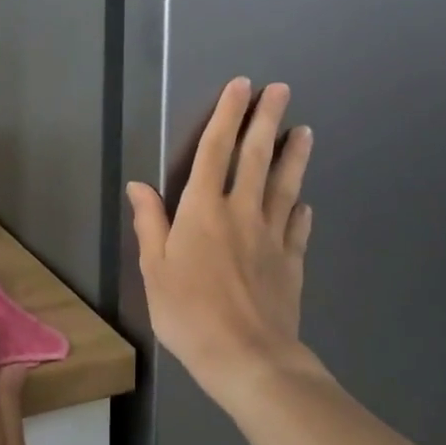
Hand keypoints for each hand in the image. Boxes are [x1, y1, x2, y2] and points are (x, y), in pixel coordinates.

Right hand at [126, 77, 324, 413]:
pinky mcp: (292, 261)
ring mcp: (272, 236)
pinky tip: (305, 202)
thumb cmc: (189, 313)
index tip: (240, 87)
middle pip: (256, 157)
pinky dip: (301, 210)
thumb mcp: (154, 270)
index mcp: (203, 210)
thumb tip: (140, 185)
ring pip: (285, 185)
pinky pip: (297, 227)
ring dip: (294, 155)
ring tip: (305, 131)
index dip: (227, 116)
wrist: (247, 357)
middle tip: (281, 90)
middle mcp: (241, 212)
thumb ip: (150, 224)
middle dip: (266, 120)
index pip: (215, 151)